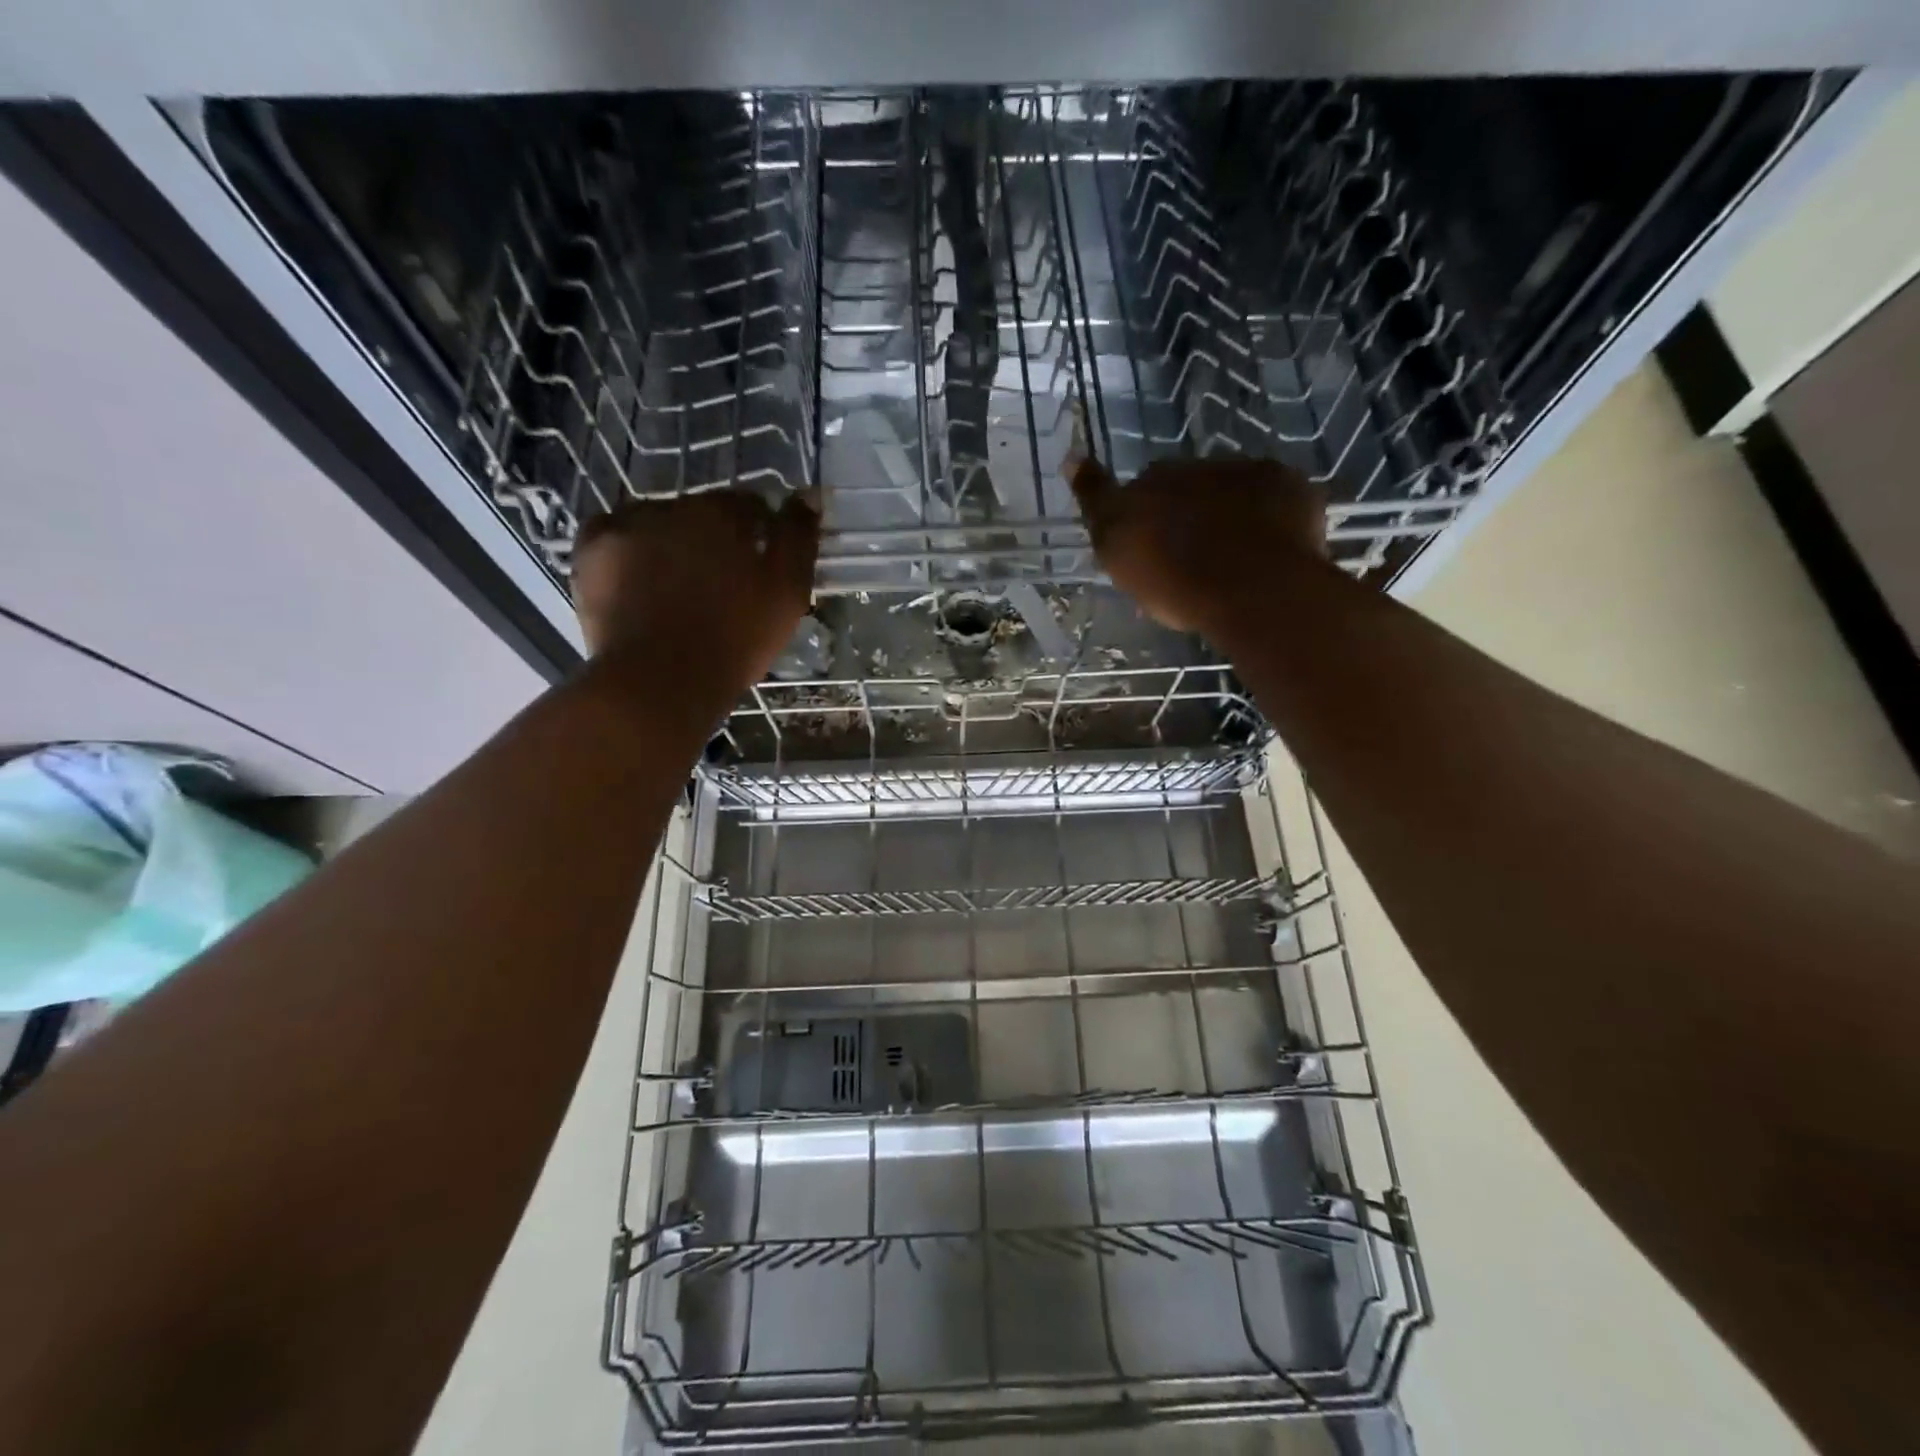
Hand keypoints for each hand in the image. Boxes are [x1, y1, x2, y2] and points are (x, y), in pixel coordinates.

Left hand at [572, 489, 819, 695]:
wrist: (661, 681)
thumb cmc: (736, 638)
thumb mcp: (788, 591)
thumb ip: (799, 537)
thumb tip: (807, 493)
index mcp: (721, 512)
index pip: (750, 506)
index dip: (760, 534)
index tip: (762, 567)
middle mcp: (670, 506)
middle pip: (701, 514)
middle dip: (714, 539)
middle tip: (721, 585)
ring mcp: (625, 526)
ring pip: (657, 523)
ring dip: (670, 542)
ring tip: (676, 587)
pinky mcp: (590, 553)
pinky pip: (613, 535)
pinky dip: (627, 548)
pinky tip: (637, 577)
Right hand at [1069, 455, 1327, 637]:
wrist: (1254, 588)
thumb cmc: (1175, 580)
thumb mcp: (1116, 550)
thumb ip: (1096, 502)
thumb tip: (1072, 456)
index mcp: (1153, 481)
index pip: (1138, 487)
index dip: (1143, 513)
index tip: (1150, 542)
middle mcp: (1196, 466)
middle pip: (1187, 487)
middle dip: (1187, 512)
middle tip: (1190, 558)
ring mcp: (1247, 472)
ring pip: (1231, 488)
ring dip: (1229, 512)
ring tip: (1234, 559)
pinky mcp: (1290, 485)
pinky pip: (1276, 496)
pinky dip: (1271, 514)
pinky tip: (1270, 549)